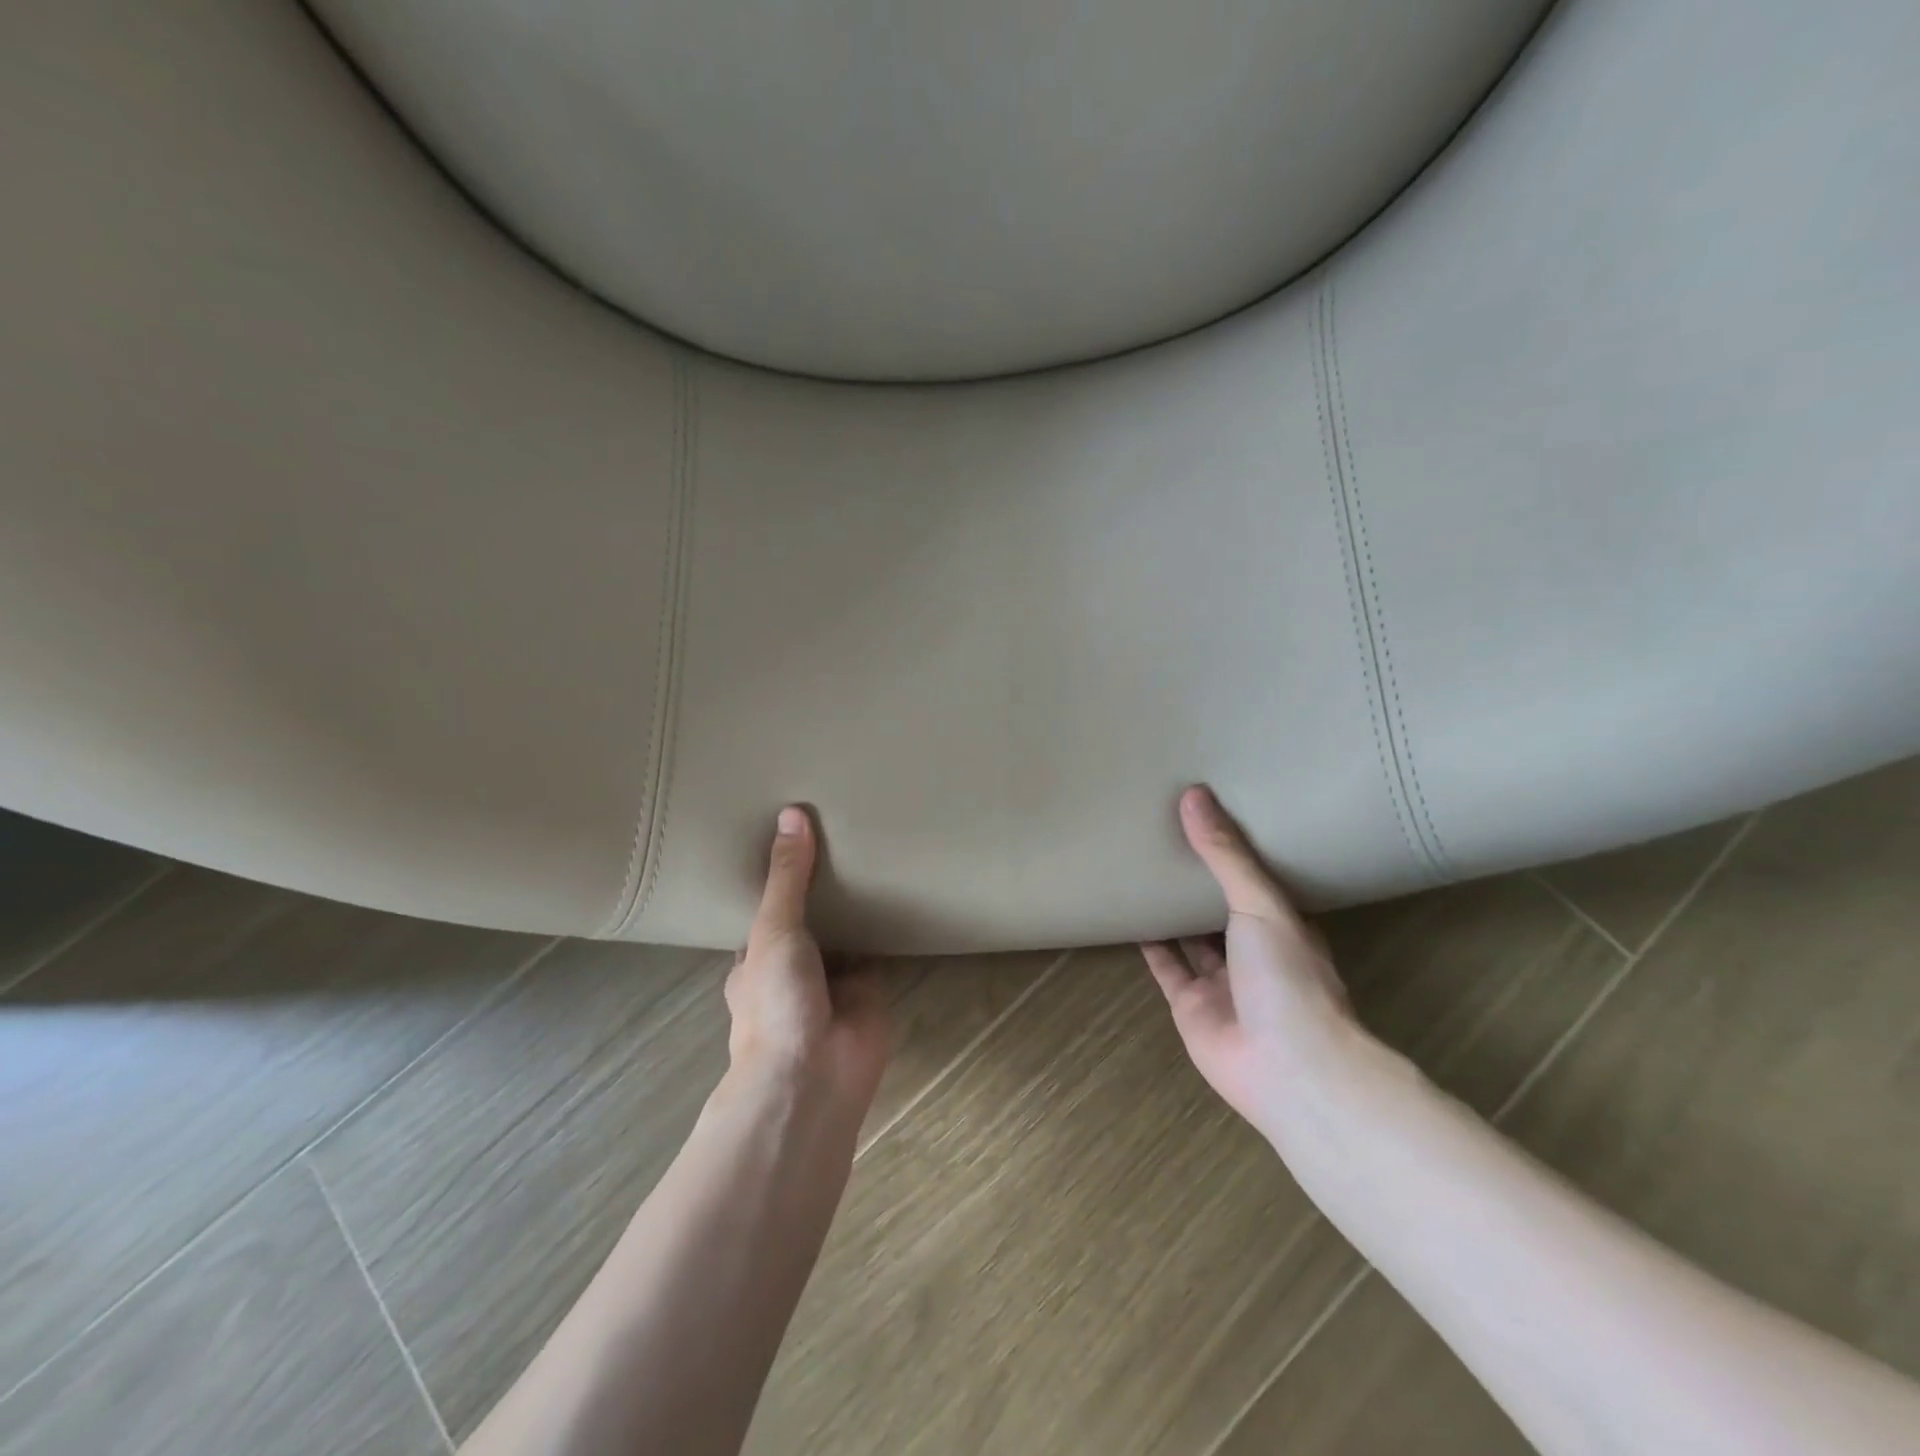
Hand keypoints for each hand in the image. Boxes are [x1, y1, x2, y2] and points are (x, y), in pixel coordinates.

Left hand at [724, 806, 888, 1110]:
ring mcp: (834, 978)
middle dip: (826, 888)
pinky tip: (904, 886)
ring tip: (877, 849)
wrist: (815, 1074)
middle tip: (846, 833)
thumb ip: (787, 877)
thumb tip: (792, 813)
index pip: (769, 908)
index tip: (798, 836)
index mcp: (758, 956)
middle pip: (812, 917)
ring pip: (848, 931)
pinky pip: (880, 947)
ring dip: (859, 905)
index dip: (781, 876)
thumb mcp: (774, 929)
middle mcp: (795, 965)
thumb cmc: (776, 1001)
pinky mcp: (871, 986)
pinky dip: (889, 925)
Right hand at [1142, 786, 1361, 1135]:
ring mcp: (1221, 981)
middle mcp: (1253, 951)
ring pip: (1191, 936)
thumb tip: (1194, 795)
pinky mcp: (1189, 1005)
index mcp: (1283, 925)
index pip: (1256, 880)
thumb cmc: (1287, 977)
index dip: (1234, 851)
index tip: (1208, 816)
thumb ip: (1225, 855)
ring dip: (1170, 908)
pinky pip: (1166, 966)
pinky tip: (1127, 913)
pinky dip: (1148, 942)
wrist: (1287, 1067)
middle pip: (1220, 907)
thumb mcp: (1260, 904)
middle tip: (1164, 834)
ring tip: (1141, 866)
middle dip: (1197, 878)